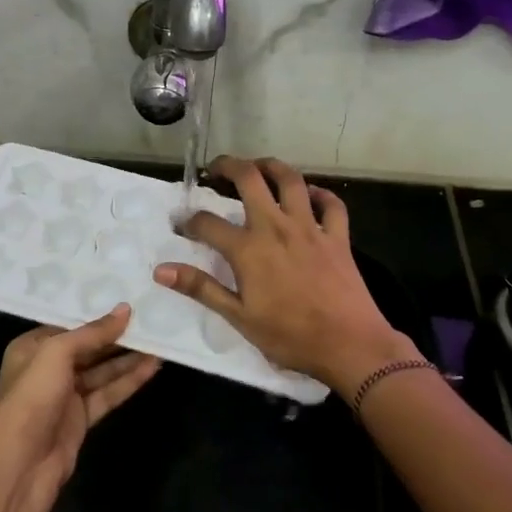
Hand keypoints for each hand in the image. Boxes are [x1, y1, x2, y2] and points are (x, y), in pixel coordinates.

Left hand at [0, 305, 160, 495]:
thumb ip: (92, 333)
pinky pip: (107, 394)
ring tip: (160, 340)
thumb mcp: (57, 353)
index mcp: (32, 347)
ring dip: (128, 358)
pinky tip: (152, 368)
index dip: (98, 314)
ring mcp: (65, 395)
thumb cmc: (31, 397)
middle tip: (151, 319)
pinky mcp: (80, 419)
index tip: (129, 300)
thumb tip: (125, 309)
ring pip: (101, 371)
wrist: (19, 465)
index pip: (69, 324)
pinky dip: (128, 382)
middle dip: (117, 336)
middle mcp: (47, 368)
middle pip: (88, 348)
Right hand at [153, 155, 414, 400]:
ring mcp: (310, 228)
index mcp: (248, 249)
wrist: (349, 345)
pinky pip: (331, 204)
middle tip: (215, 170)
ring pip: (291, 180)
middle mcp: (276, 227)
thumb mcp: (239, 317)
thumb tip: (161, 269)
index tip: (183, 225)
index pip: (208, 223)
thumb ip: (201, 288)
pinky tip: (310, 195)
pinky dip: (320, 194)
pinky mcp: (337, 236)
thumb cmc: (290, 336)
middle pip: (249, 179)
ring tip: (258, 167)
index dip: (190, 221)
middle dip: (228, 166)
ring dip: (271, 166)